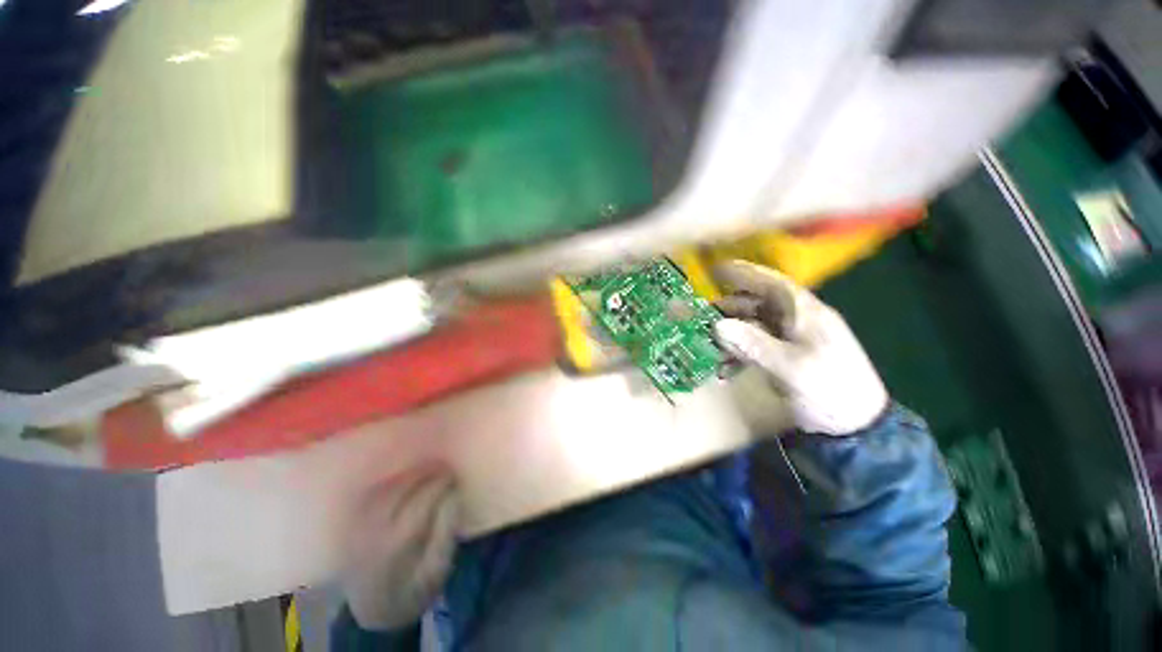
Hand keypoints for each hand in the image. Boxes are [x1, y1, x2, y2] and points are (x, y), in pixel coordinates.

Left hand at [341, 462, 459, 630]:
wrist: (374, 610)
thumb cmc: (413, 591)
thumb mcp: (438, 569)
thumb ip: (446, 531)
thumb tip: (453, 494)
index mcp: (395, 546)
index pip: (419, 502)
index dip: (438, 484)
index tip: (454, 474)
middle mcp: (371, 532)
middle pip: (398, 491)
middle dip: (423, 473)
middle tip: (443, 466)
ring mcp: (357, 527)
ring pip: (383, 489)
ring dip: (407, 474)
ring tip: (428, 469)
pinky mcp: (350, 525)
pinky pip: (371, 494)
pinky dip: (391, 481)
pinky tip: (406, 478)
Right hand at [713, 260, 887, 435]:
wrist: (857, 425)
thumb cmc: (830, 390)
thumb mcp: (791, 368)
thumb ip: (753, 344)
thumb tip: (717, 325)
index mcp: (804, 312)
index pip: (771, 283)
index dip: (743, 273)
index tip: (714, 269)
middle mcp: (796, 319)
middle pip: (756, 304)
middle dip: (727, 310)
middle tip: (701, 319)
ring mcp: (790, 338)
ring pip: (752, 325)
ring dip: (730, 335)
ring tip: (709, 347)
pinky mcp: (785, 356)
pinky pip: (755, 346)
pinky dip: (738, 353)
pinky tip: (724, 369)